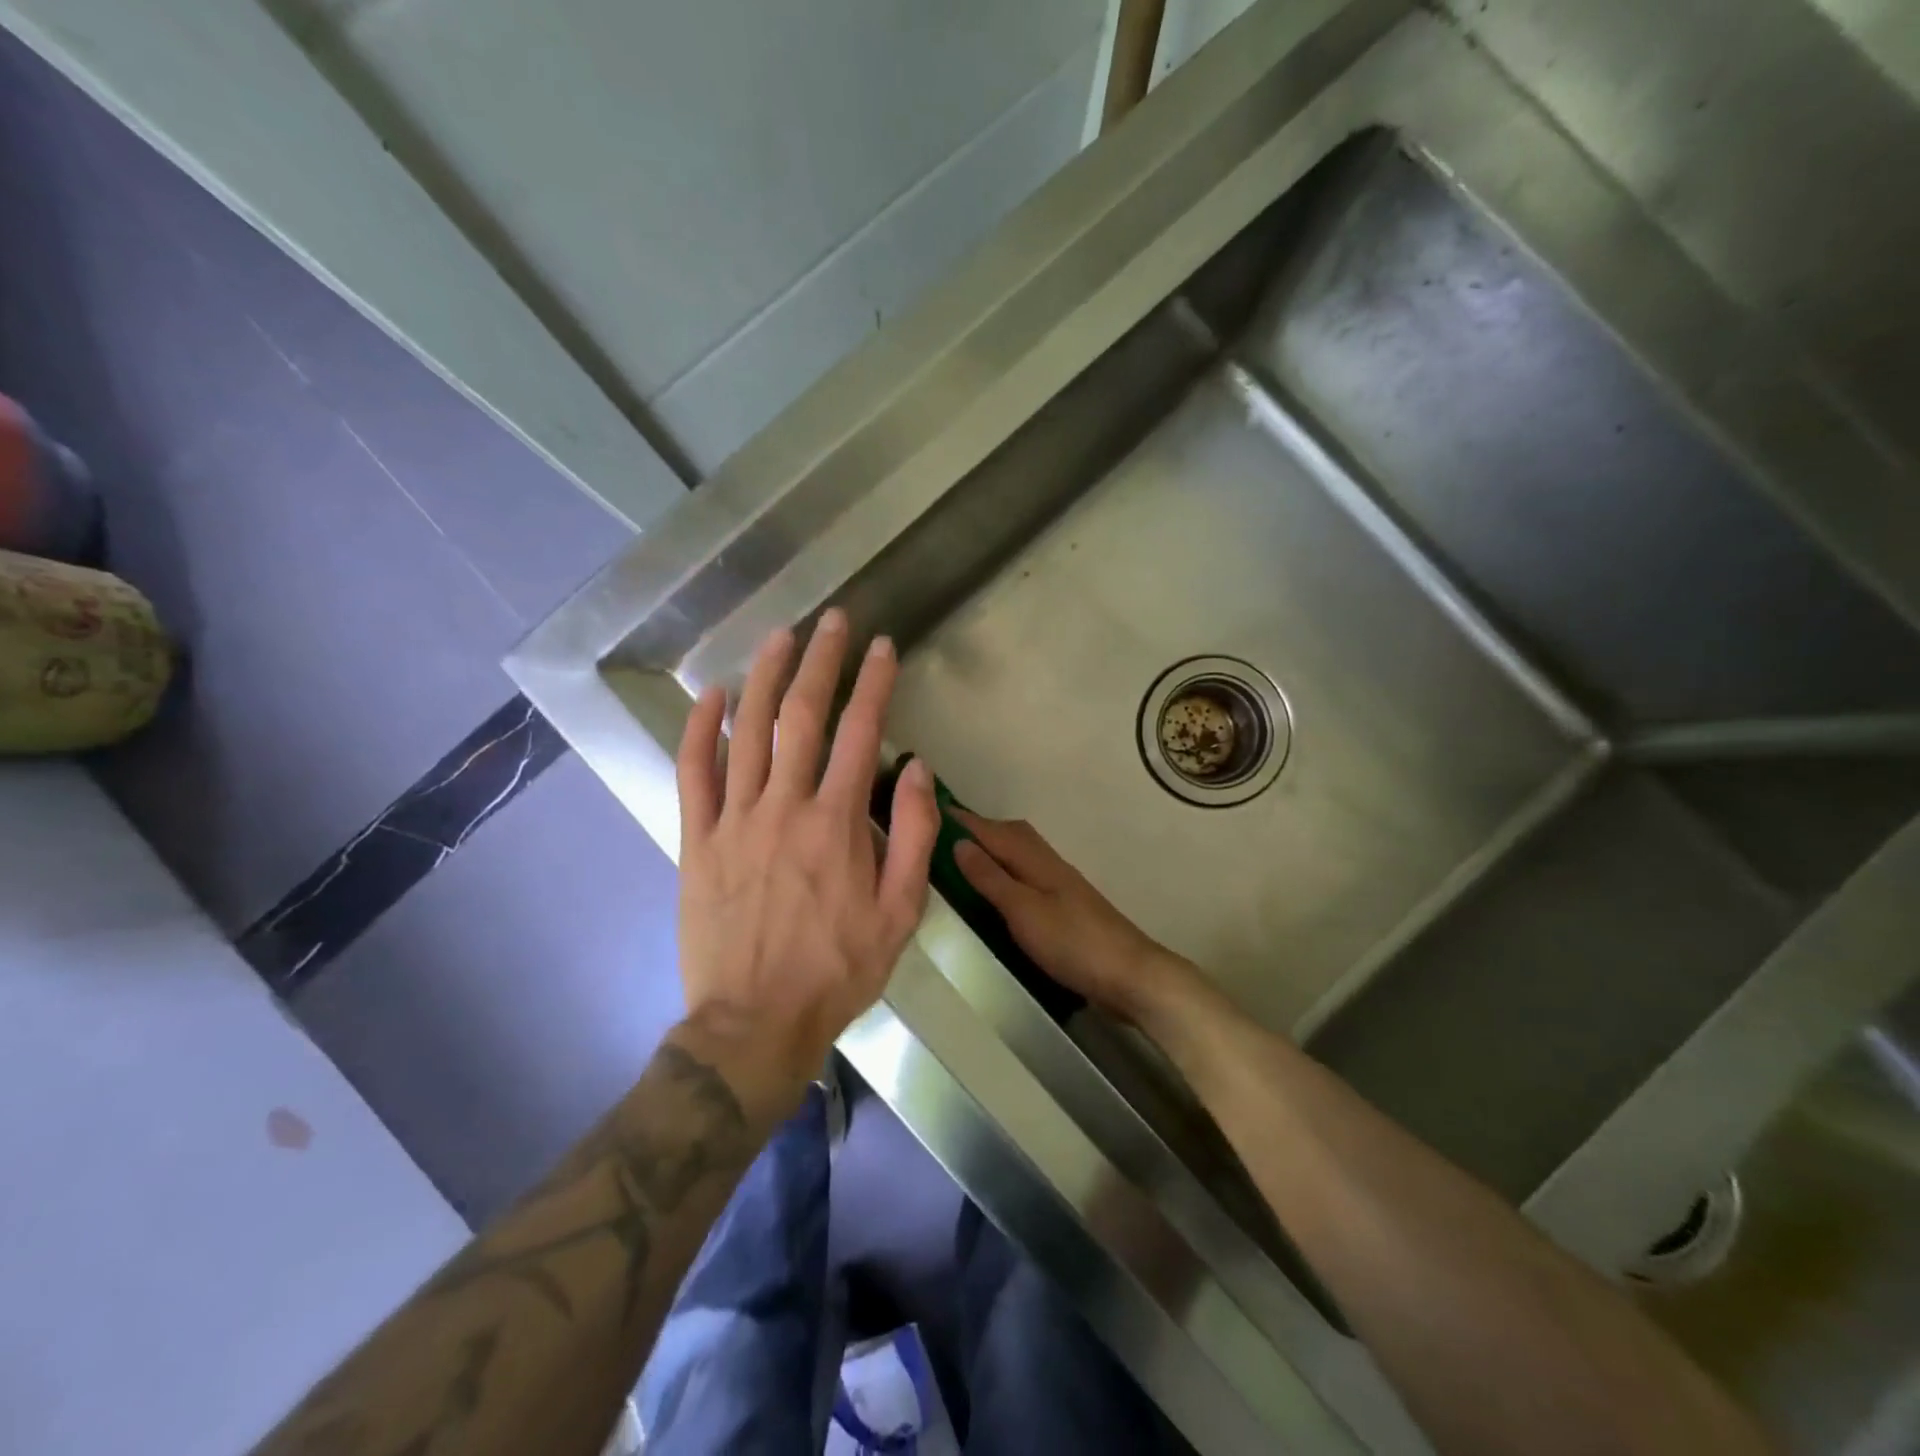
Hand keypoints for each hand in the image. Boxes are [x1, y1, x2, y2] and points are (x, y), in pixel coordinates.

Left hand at [675, 610, 938, 1089]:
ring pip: (748, 732)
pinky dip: (700, 729)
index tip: (883, 647)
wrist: (755, 1022)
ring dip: (765, 677)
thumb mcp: (900, 912)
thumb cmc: (837, 969)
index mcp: (838, 823)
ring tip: (780, 636)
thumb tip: (916, 768)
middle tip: (831, 621)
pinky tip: (711, 695)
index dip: (874, 683)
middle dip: (821, 661)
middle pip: (803, 716)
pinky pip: (693, 773)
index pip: (862, 733)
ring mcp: (735, 820)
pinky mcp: (697, 840)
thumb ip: (912, 835)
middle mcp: (785, 807)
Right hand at [952, 812, 1199, 1023]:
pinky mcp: (1065, 906)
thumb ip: (991, 877)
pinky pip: (1026, 875)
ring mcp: (1059, 885)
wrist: (1129, 974)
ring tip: (962, 861)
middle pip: (1009, 835)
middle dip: (978, 829)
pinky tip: (997, 891)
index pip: (992, 830)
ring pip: (1020, 854)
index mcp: (1036, 860)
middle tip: (941, 836)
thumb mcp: (1023, 911)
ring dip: (992, 850)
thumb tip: (959, 843)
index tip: (930, 807)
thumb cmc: (1072, 942)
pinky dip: (1006, 872)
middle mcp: (1048, 864)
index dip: (963, 819)